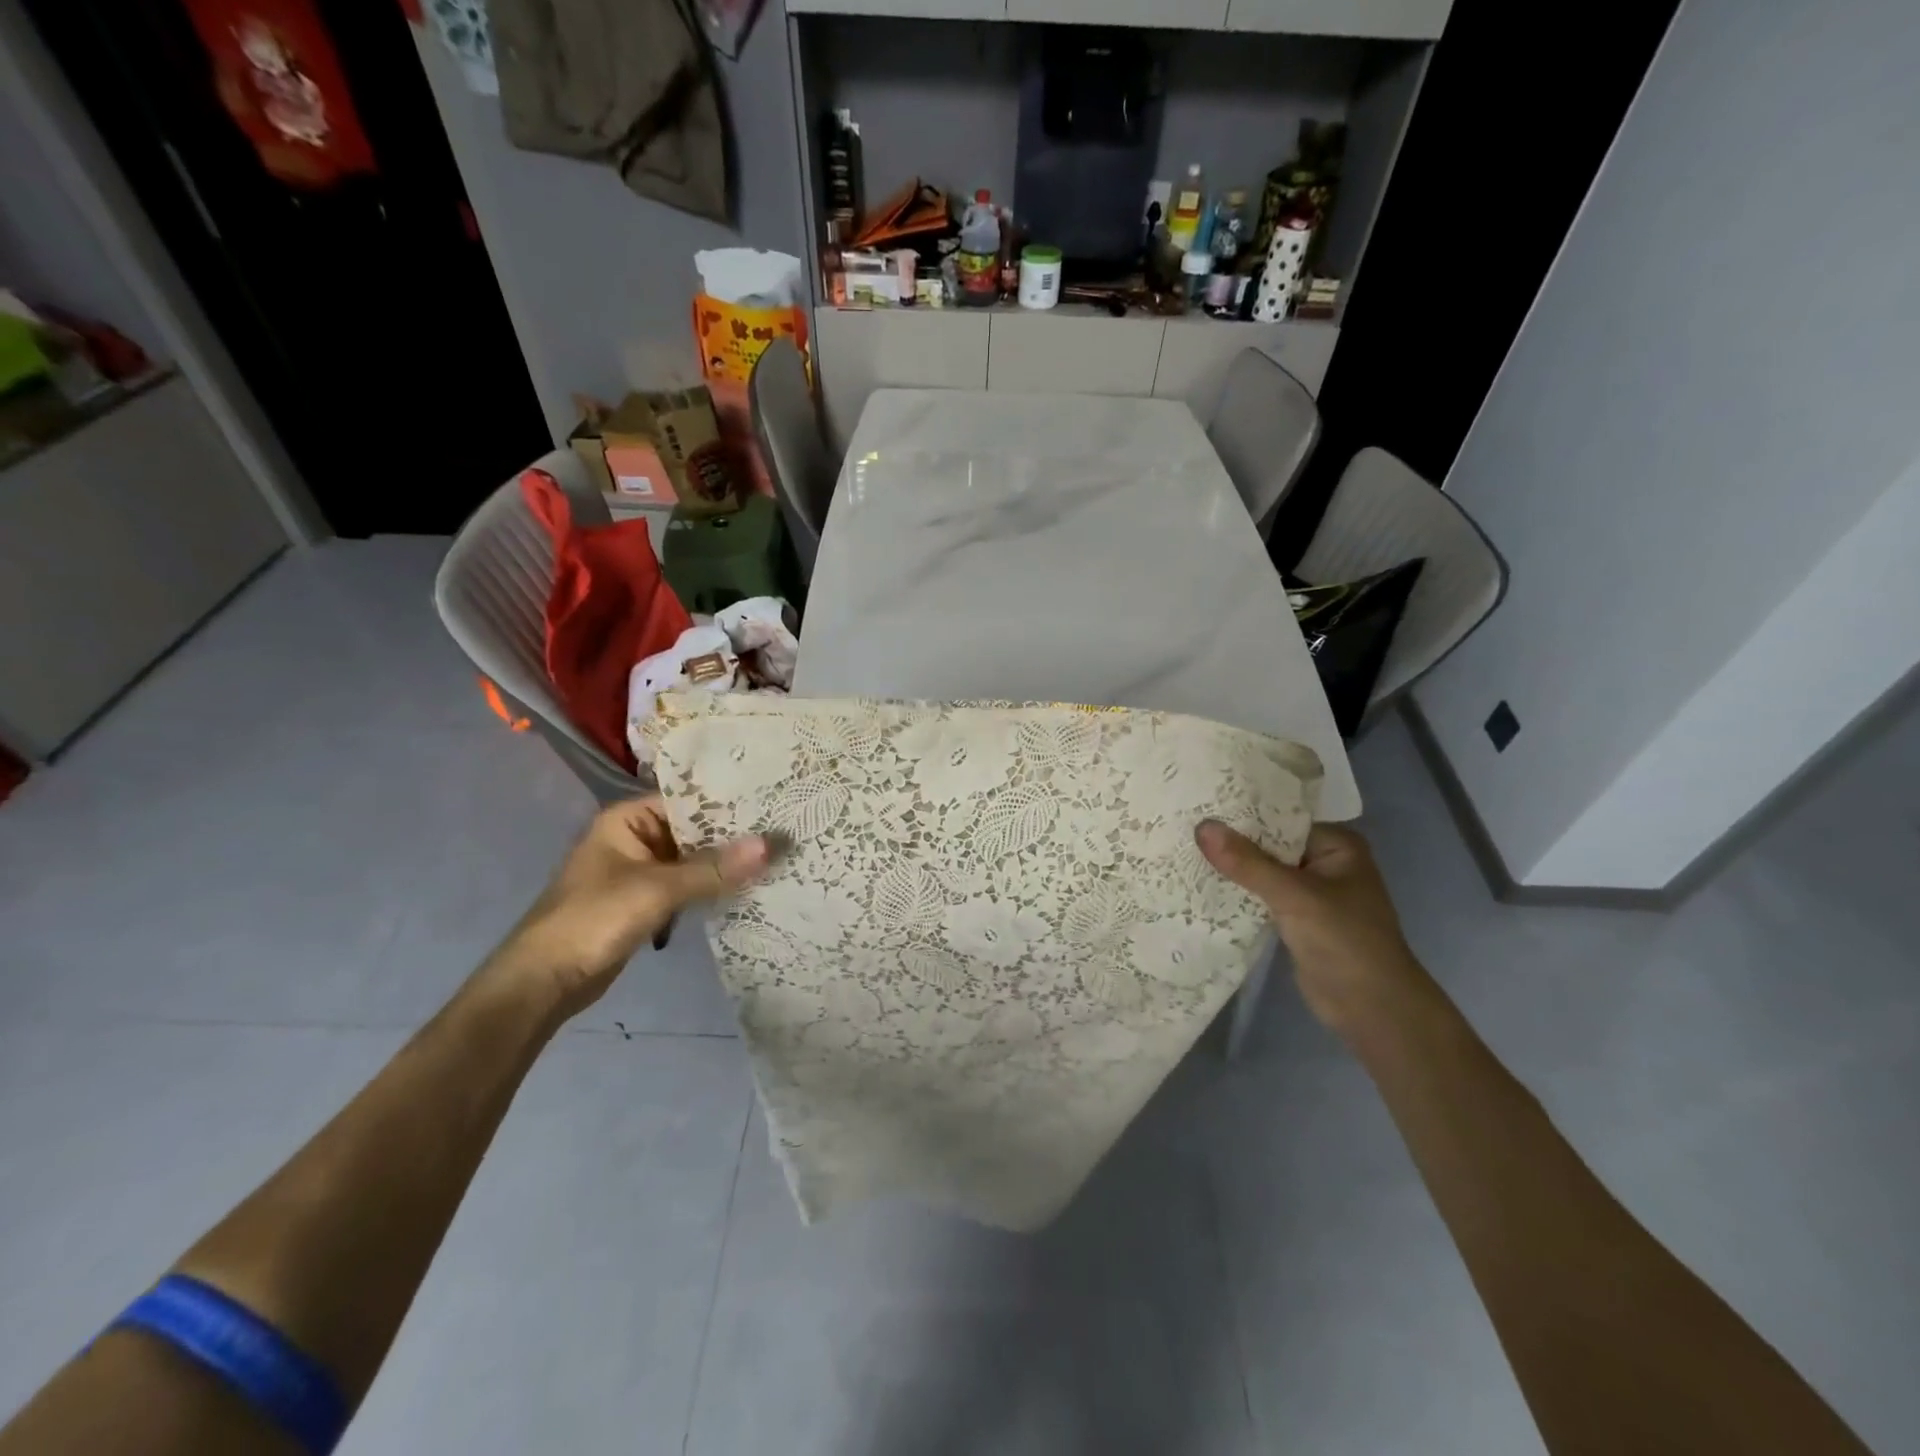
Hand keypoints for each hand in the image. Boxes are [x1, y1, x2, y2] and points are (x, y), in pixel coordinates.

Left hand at [496, 798, 768, 1018]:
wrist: (543, 982)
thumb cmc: (594, 919)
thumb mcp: (658, 889)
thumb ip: (714, 868)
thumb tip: (772, 844)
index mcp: (628, 819)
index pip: (689, 800)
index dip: (730, 804)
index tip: (774, 806)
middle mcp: (635, 838)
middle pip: (694, 831)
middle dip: (733, 838)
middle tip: (784, 834)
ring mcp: (640, 872)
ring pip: (693, 861)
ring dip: (724, 866)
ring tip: (776, 860)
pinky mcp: (644, 902)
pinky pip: (686, 887)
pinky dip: (710, 889)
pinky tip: (747, 890)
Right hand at [1196, 820, 1425, 1034]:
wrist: (1372, 1010)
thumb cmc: (1345, 941)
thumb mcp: (1294, 896)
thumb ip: (1247, 862)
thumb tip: (1201, 826)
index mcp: (1337, 846)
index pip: (1280, 818)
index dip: (1241, 814)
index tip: (1199, 806)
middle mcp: (1324, 863)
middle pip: (1269, 844)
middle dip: (1231, 841)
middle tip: (1183, 826)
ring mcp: (1310, 893)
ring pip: (1262, 871)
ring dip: (1231, 868)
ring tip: (1184, 850)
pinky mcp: (1296, 919)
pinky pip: (1260, 896)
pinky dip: (1237, 893)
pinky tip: (1201, 885)